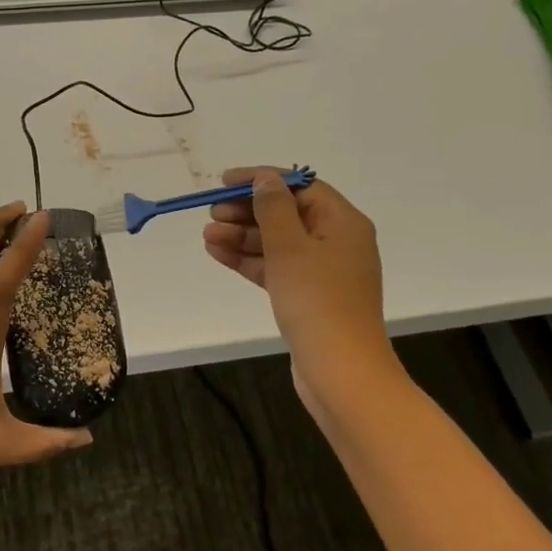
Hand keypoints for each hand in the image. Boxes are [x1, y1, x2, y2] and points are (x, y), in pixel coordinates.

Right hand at [202, 168, 396, 411]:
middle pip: (288, 214)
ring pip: (278, 243)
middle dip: (247, 211)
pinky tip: (219, 254)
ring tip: (208, 236)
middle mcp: (337, 242)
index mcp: (343, 222)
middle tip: (212, 213)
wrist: (340, 370)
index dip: (262, 180)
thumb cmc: (316, 300)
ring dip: (243, 236)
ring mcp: (324, 272)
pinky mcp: (309, 297)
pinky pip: (277, 268)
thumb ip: (273, 208)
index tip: (225, 181)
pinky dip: (250, 260)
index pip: (300, 186)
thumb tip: (265, 180)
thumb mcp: (289, 246)